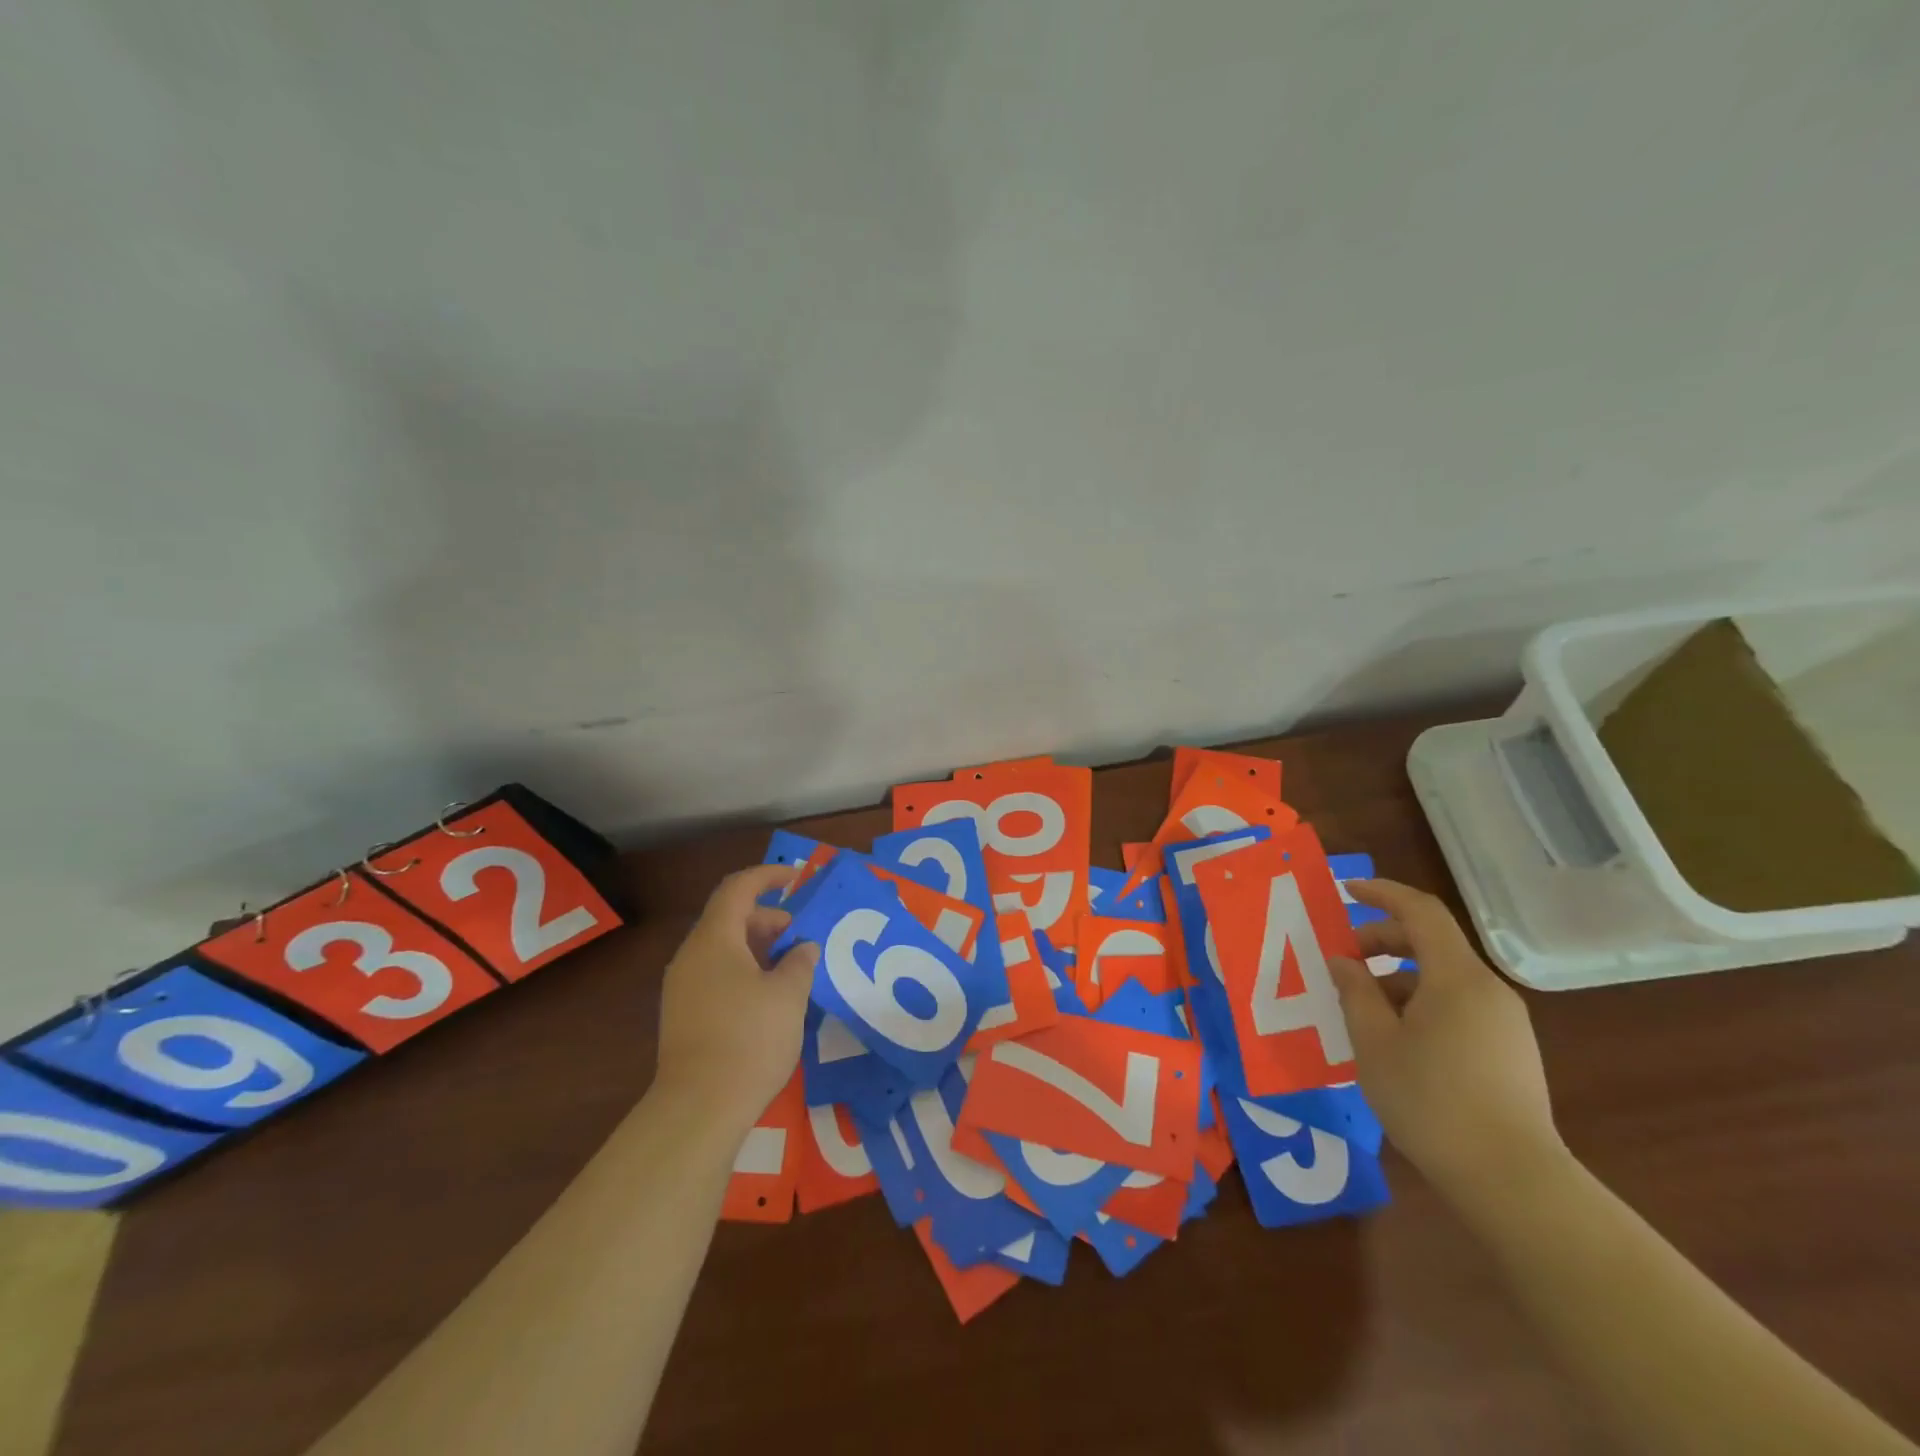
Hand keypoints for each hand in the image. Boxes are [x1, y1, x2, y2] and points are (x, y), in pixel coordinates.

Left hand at [653, 864, 818, 1133]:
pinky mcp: (684, 1014)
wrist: (699, 1108)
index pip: (738, 888)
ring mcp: (683, 986)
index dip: (768, 876)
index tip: (797, 878)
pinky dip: (745, 970)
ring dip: (758, 947)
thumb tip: (803, 948)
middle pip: (730, 918)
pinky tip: (769, 996)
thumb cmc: (749, 1039)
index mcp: (714, 940)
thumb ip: (800, 962)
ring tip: (792, 968)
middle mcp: (692, 956)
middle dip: (768, 918)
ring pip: (724, 948)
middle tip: (801, 936)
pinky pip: (717, 973)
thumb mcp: (788, 995)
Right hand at [1327, 879, 1564, 1203]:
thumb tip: (1344, 961)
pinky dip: (1420, 1004)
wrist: (1512, 1181)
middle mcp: (1488, 990)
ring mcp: (1505, 1022)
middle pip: (1432, 943)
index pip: (1421, 911)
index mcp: (1457, 978)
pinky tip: (1395, 1039)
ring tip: (1361, 1009)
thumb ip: (1355, 992)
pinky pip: (1457, 1006)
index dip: (1382, 893)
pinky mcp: (1510, 1051)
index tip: (1346, 890)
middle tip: (1343, 961)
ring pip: (1442, 978)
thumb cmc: (1431, 1101)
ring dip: (1398, 978)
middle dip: (1382, 941)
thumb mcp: (1375, 1042)